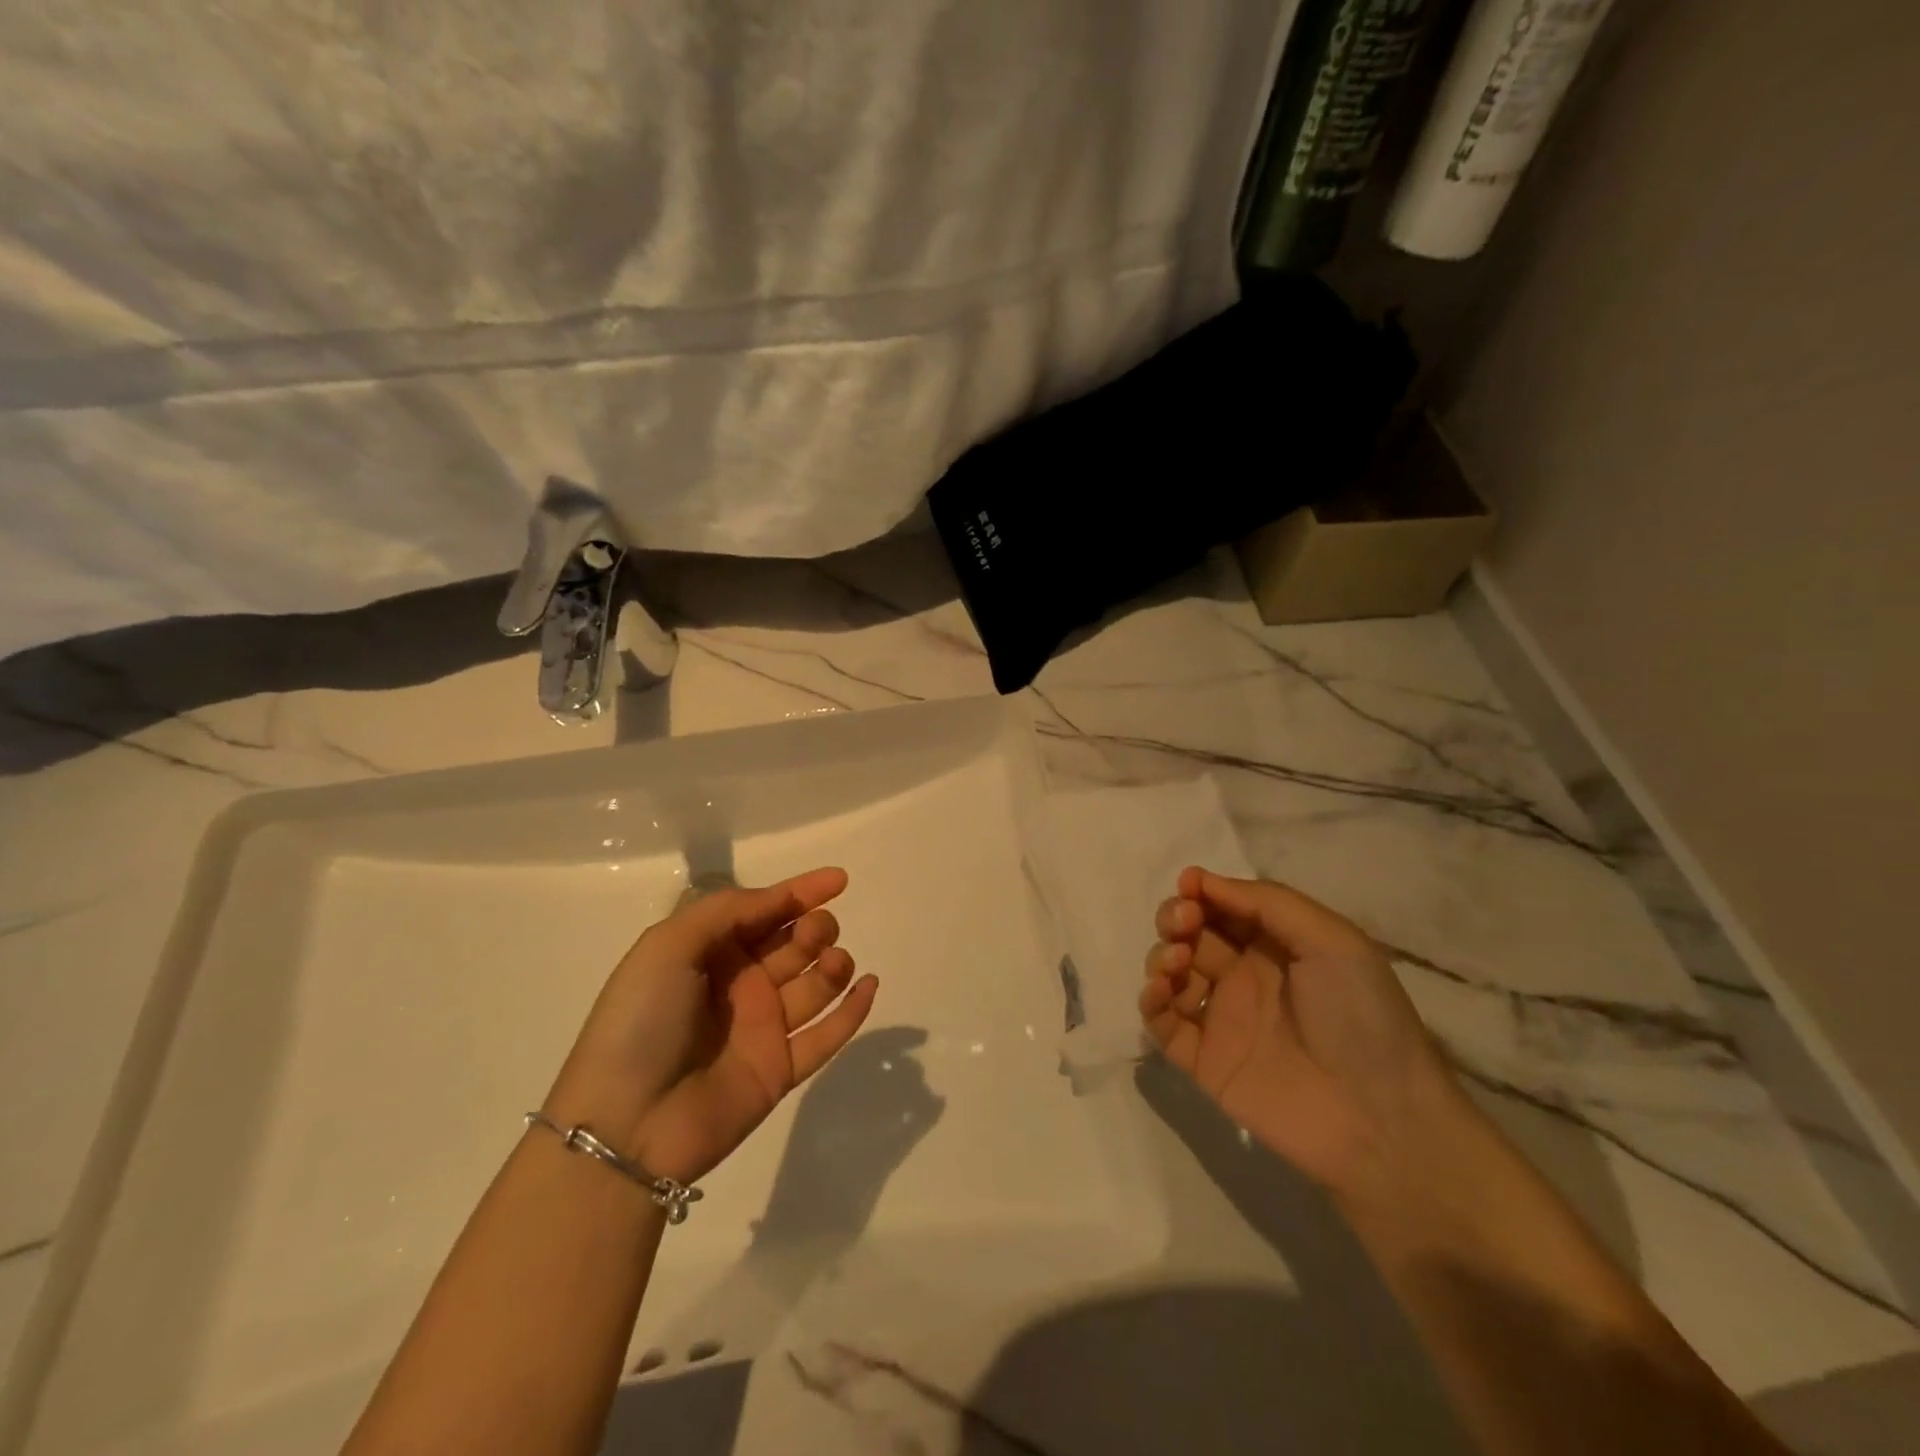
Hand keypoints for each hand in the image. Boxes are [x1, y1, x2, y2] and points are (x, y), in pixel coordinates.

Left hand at [543, 867, 877, 1186]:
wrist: (625, 1124)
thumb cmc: (641, 1021)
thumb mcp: (668, 946)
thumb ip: (726, 910)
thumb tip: (778, 898)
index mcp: (710, 953)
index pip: (764, 912)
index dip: (800, 892)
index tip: (839, 879)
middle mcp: (739, 986)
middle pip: (793, 945)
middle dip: (814, 928)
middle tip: (818, 932)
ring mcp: (761, 1029)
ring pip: (814, 986)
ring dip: (834, 966)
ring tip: (835, 963)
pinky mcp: (779, 1070)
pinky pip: (825, 1037)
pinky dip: (852, 1012)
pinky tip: (869, 985)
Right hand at [1139, 866, 1466, 1200]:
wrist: (1379, 1120)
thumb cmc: (1361, 1017)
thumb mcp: (1332, 940)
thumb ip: (1267, 902)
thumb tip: (1201, 880)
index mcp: (1276, 946)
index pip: (1224, 907)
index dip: (1201, 891)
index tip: (1188, 886)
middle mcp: (1244, 977)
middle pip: (1191, 934)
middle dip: (1176, 918)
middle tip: (1183, 924)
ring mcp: (1221, 1019)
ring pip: (1171, 973)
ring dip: (1162, 955)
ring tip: (1177, 963)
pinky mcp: (1203, 1060)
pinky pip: (1161, 1023)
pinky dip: (1150, 1000)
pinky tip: (1162, 991)